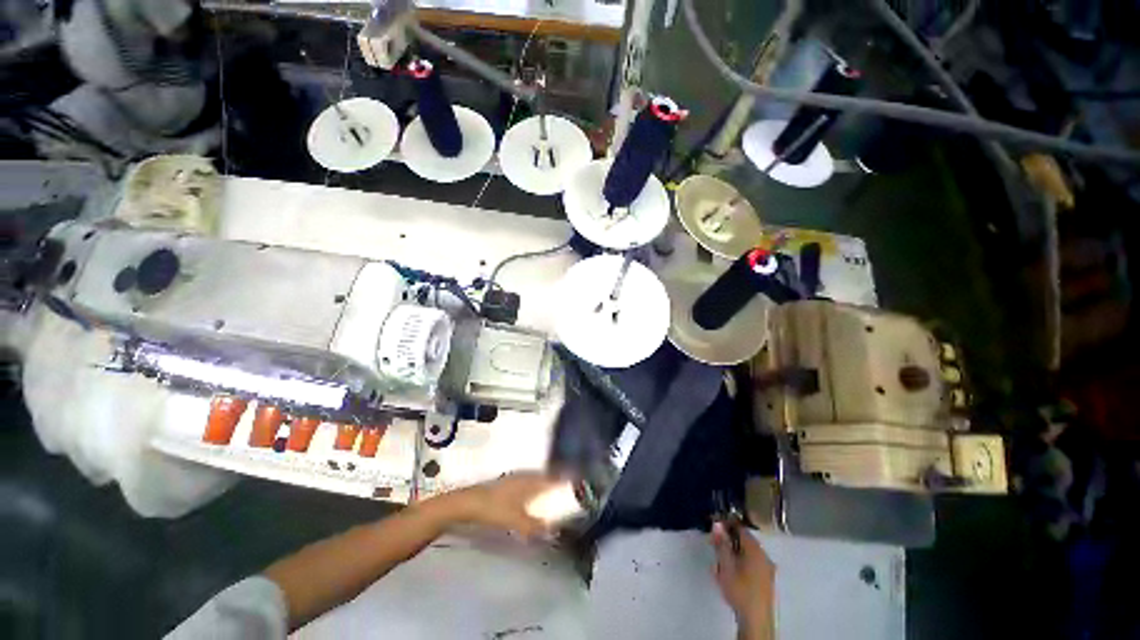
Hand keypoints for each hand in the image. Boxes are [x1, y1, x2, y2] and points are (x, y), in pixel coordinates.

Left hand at [445, 472, 567, 537]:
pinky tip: (532, 498)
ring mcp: (514, 479)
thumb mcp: (516, 521)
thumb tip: (552, 530)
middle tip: (568, 487)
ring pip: (535, 479)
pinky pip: (527, 484)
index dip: (564, 477)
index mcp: (530, 481)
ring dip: (545, 484)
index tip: (577, 479)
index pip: (552, 477)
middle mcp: (524, 476)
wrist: (467, 503)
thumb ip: (534, 526)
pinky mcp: (506, 485)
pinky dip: (534, 489)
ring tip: (553, 493)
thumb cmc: (494, 509)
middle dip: (556, 480)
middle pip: (545, 476)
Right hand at [711, 522, 775, 637]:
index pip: (740, 528)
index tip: (714, 526)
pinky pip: (751, 565)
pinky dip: (739, 564)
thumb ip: (721, 544)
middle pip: (744, 542)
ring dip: (732, 555)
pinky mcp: (766, 581)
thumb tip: (717, 524)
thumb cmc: (740, 590)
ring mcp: (767, 569)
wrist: (756, 620)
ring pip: (746, 554)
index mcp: (755, 550)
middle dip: (728, 542)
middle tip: (714, 546)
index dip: (727, 525)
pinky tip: (729, 574)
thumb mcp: (726, 565)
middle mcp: (764, 556)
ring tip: (719, 564)